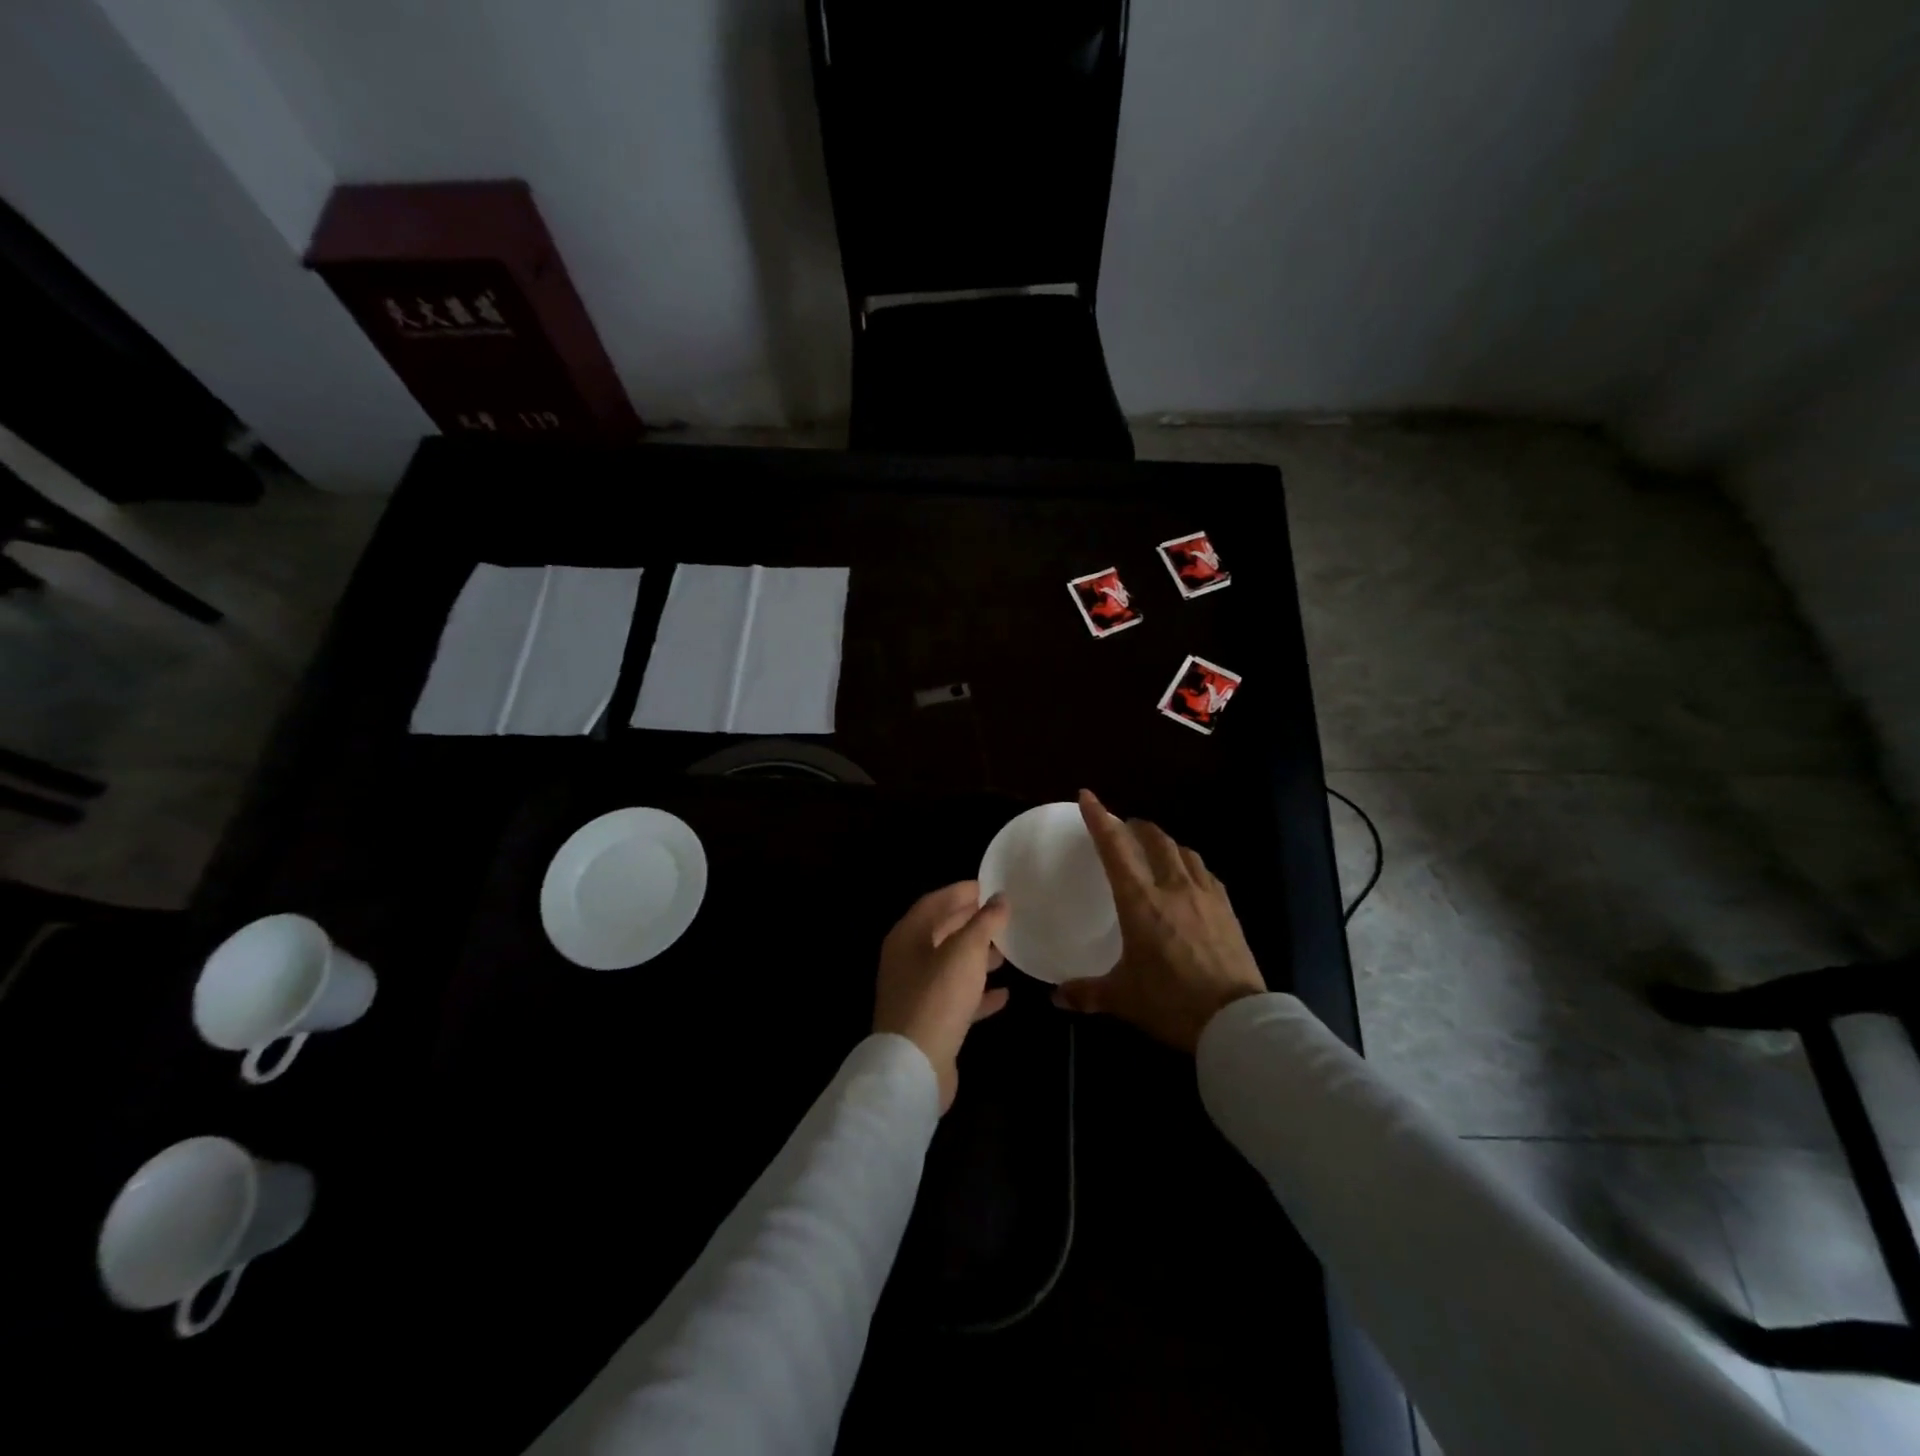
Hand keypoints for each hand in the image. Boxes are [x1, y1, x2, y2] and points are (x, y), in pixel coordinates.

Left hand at [874, 882, 1010, 1111]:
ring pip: (951, 965)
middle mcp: (907, 959)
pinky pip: (957, 998)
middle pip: (942, 931)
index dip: (963, 891)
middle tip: (1004, 915)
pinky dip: (978, 992)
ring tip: (1008, 951)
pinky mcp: (929, 1021)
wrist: (914, 1066)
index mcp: (908, 935)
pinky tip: (1004, 994)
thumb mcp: (966, 952)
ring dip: (977, 956)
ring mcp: (916, 992)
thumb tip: (999, 898)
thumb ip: (984, 922)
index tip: (993, 885)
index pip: (936, 901)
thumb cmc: (938, 997)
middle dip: (972, 922)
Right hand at [1054, 790, 1265, 1052]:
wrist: (1235, 1021)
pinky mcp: (1228, 909)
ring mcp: (1206, 895)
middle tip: (1124, 828)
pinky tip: (1189, 878)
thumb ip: (1087, 993)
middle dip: (1136, 826)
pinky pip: (1205, 872)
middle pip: (1155, 839)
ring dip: (1165, 843)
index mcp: (1141, 901)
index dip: (1099, 818)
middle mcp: (1173, 887)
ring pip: (1183, 851)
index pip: (1115, 848)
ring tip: (1156, 850)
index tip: (1087, 797)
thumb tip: (1057, 996)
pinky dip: (1190, 865)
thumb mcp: (1123, 998)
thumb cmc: (1171, 1002)